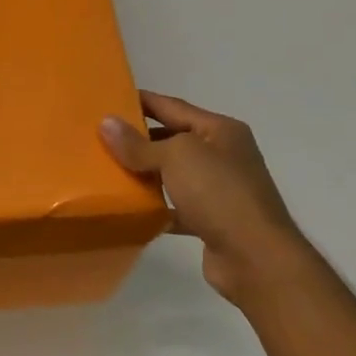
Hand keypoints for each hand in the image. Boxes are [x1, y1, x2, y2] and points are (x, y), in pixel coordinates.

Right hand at [100, 92, 314, 306]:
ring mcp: (219, 189)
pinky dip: (156, 207)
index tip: (108, 98)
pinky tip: (130, 208)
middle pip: (173, 139)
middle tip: (100, 137)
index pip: (173, 106)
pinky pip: (176, 206)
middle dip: (139, 138)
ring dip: (145, 173)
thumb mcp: (176, 157)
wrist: (255, 257)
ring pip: (173, 174)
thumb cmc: (219, 193)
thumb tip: (106, 123)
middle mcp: (223, 155)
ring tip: (108, 170)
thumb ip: (139, 144)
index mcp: (220, 130)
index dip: (141, 101)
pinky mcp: (212, 220)